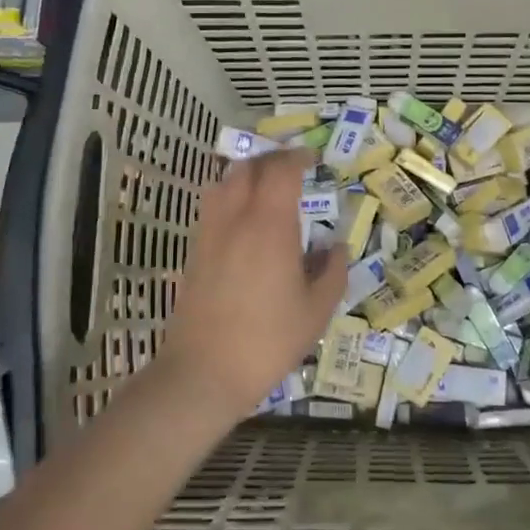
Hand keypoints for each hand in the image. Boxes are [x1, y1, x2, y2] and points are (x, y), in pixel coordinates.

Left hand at [156, 148, 345, 417]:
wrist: (204, 371)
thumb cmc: (269, 340)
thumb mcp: (317, 310)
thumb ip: (333, 271)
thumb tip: (335, 246)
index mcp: (270, 226)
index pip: (281, 171)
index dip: (298, 157)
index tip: (314, 160)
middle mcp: (235, 219)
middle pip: (248, 168)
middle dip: (272, 160)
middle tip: (293, 169)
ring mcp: (209, 233)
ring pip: (223, 182)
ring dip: (246, 175)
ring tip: (266, 188)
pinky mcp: (194, 252)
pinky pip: (211, 207)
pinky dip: (229, 197)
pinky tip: (244, 221)